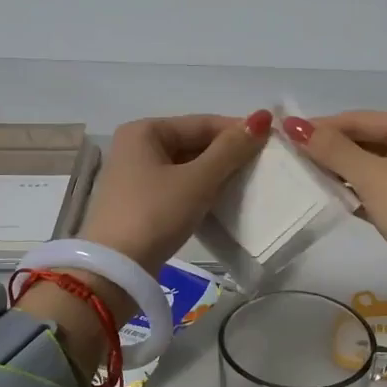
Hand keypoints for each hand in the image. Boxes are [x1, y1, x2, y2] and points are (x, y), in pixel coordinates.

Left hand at [78, 111, 272, 274]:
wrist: (116, 269)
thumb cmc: (155, 214)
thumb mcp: (198, 180)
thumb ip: (231, 150)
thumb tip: (262, 117)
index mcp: (144, 131)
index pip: (201, 123)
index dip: (237, 131)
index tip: (271, 143)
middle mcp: (135, 147)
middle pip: (192, 143)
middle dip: (226, 155)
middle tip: (263, 168)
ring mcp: (135, 177)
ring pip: (186, 167)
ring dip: (215, 175)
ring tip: (247, 185)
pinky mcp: (139, 203)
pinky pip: (177, 187)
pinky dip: (199, 191)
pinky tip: (221, 203)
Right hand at [284, 111, 386, 348]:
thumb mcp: (372, 176)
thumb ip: (332, 150)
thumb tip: (294, 124)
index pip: (362, 119)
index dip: (323, 125)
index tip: (284, 131)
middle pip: (365, 141)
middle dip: (329, 148)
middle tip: (287, 153)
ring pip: (367, 167)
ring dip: (336, 171)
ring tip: (297, 172)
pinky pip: (372, 191)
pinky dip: (349, 192)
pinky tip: (322, 195)